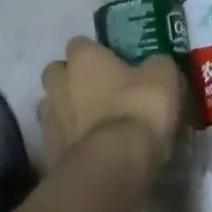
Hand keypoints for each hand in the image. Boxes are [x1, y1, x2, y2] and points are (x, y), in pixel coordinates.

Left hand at [38, 38, 182, 175]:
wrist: (113, 167)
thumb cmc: (137, 109)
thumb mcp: (163, 77)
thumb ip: (155, 65)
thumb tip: (154, 66)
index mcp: (83, 58)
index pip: (80, 44)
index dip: (96, 53)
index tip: (114, 64)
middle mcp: (58, 83)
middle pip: (57, 73)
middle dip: (72, 79)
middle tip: (99, 91)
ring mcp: (49, 120)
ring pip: (53, 107)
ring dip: (68, 111)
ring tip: (94, 124)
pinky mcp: (48, 154)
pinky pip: (58, 139)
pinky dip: (70, 142)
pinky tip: (92, 150)